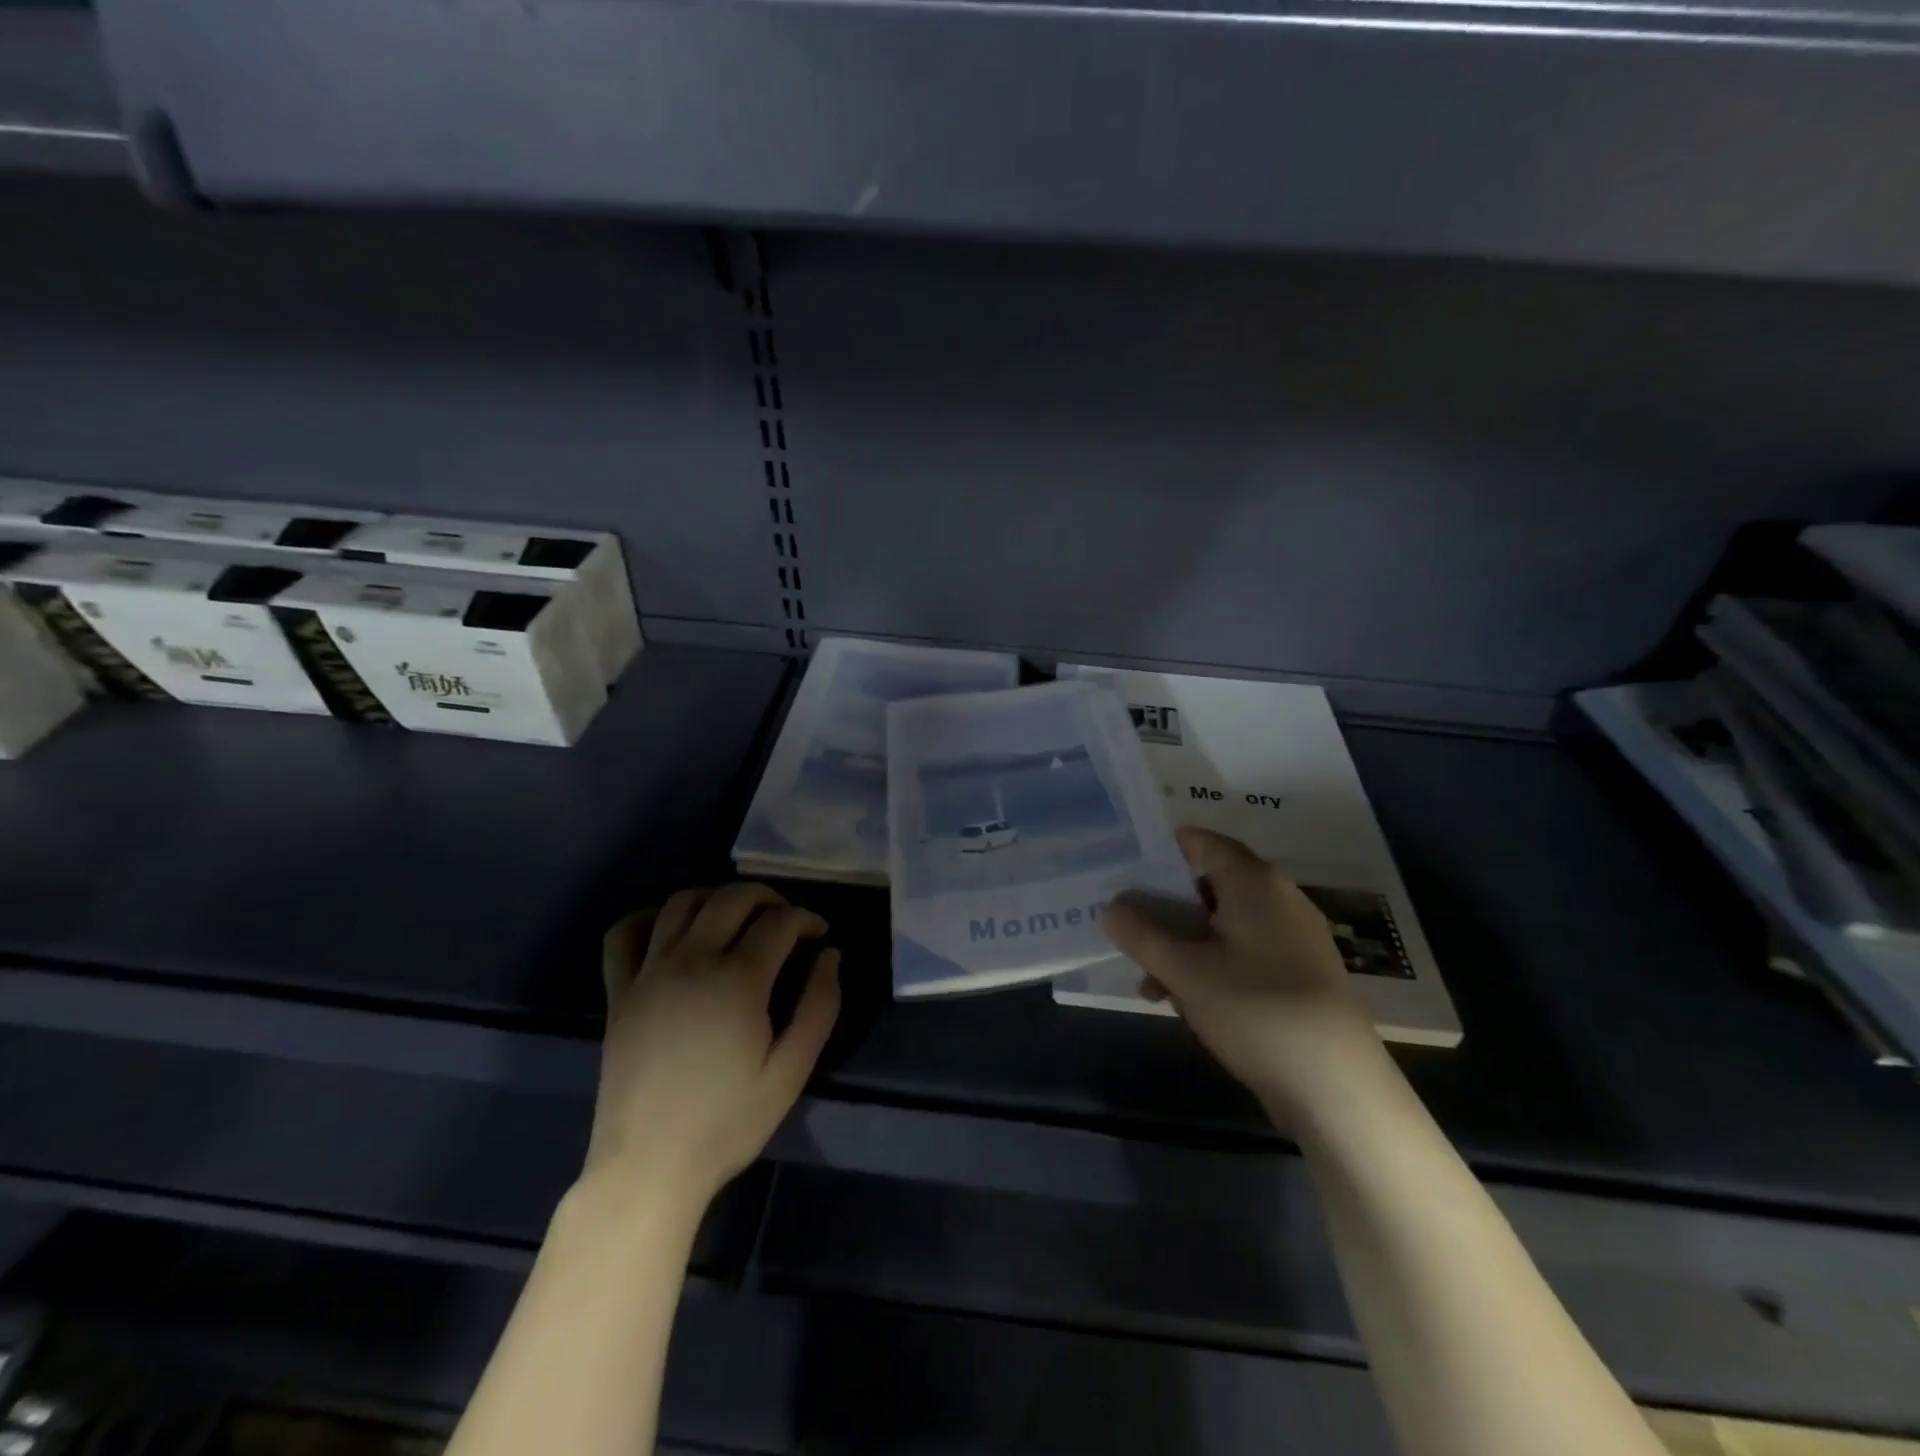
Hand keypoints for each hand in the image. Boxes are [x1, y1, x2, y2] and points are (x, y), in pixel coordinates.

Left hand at [584, 884, 840, 1210]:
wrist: (649, 1166)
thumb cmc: (727, 1122)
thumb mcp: (791, 1071)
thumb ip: (819, 1007)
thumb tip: (830, 956)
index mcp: (737, 980)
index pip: (779, 922)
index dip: (807, 919)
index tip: (821, 935)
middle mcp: (691, 961)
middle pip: (731, 898)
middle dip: (767, 897)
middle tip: (786, 919)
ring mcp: (649, 973)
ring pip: (681, 903)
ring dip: (716, 897)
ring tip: (736, 917)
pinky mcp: (619, 992)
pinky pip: (625, 934)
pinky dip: (650, 917)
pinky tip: (672, 930)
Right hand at [1100, 828, 1385, 1128]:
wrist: (1337, 1087)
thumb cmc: (1255, 1009)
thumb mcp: (1184, 971)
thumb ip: (1141, 935)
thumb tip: (1109, 908)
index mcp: (1253, 881)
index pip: (1198, 842)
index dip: (1158, 853)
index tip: (1122, 874)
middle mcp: (1277, 897)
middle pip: (1206, 886)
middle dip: (1164, 912)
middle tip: (1128, 935)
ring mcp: (1293, 937)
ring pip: (1221, 925)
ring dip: (1183, 947)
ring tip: (1152, 987)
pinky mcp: (1299, 973)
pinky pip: (1243, 953)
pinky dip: (1212, 966)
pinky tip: (1189, 1004)